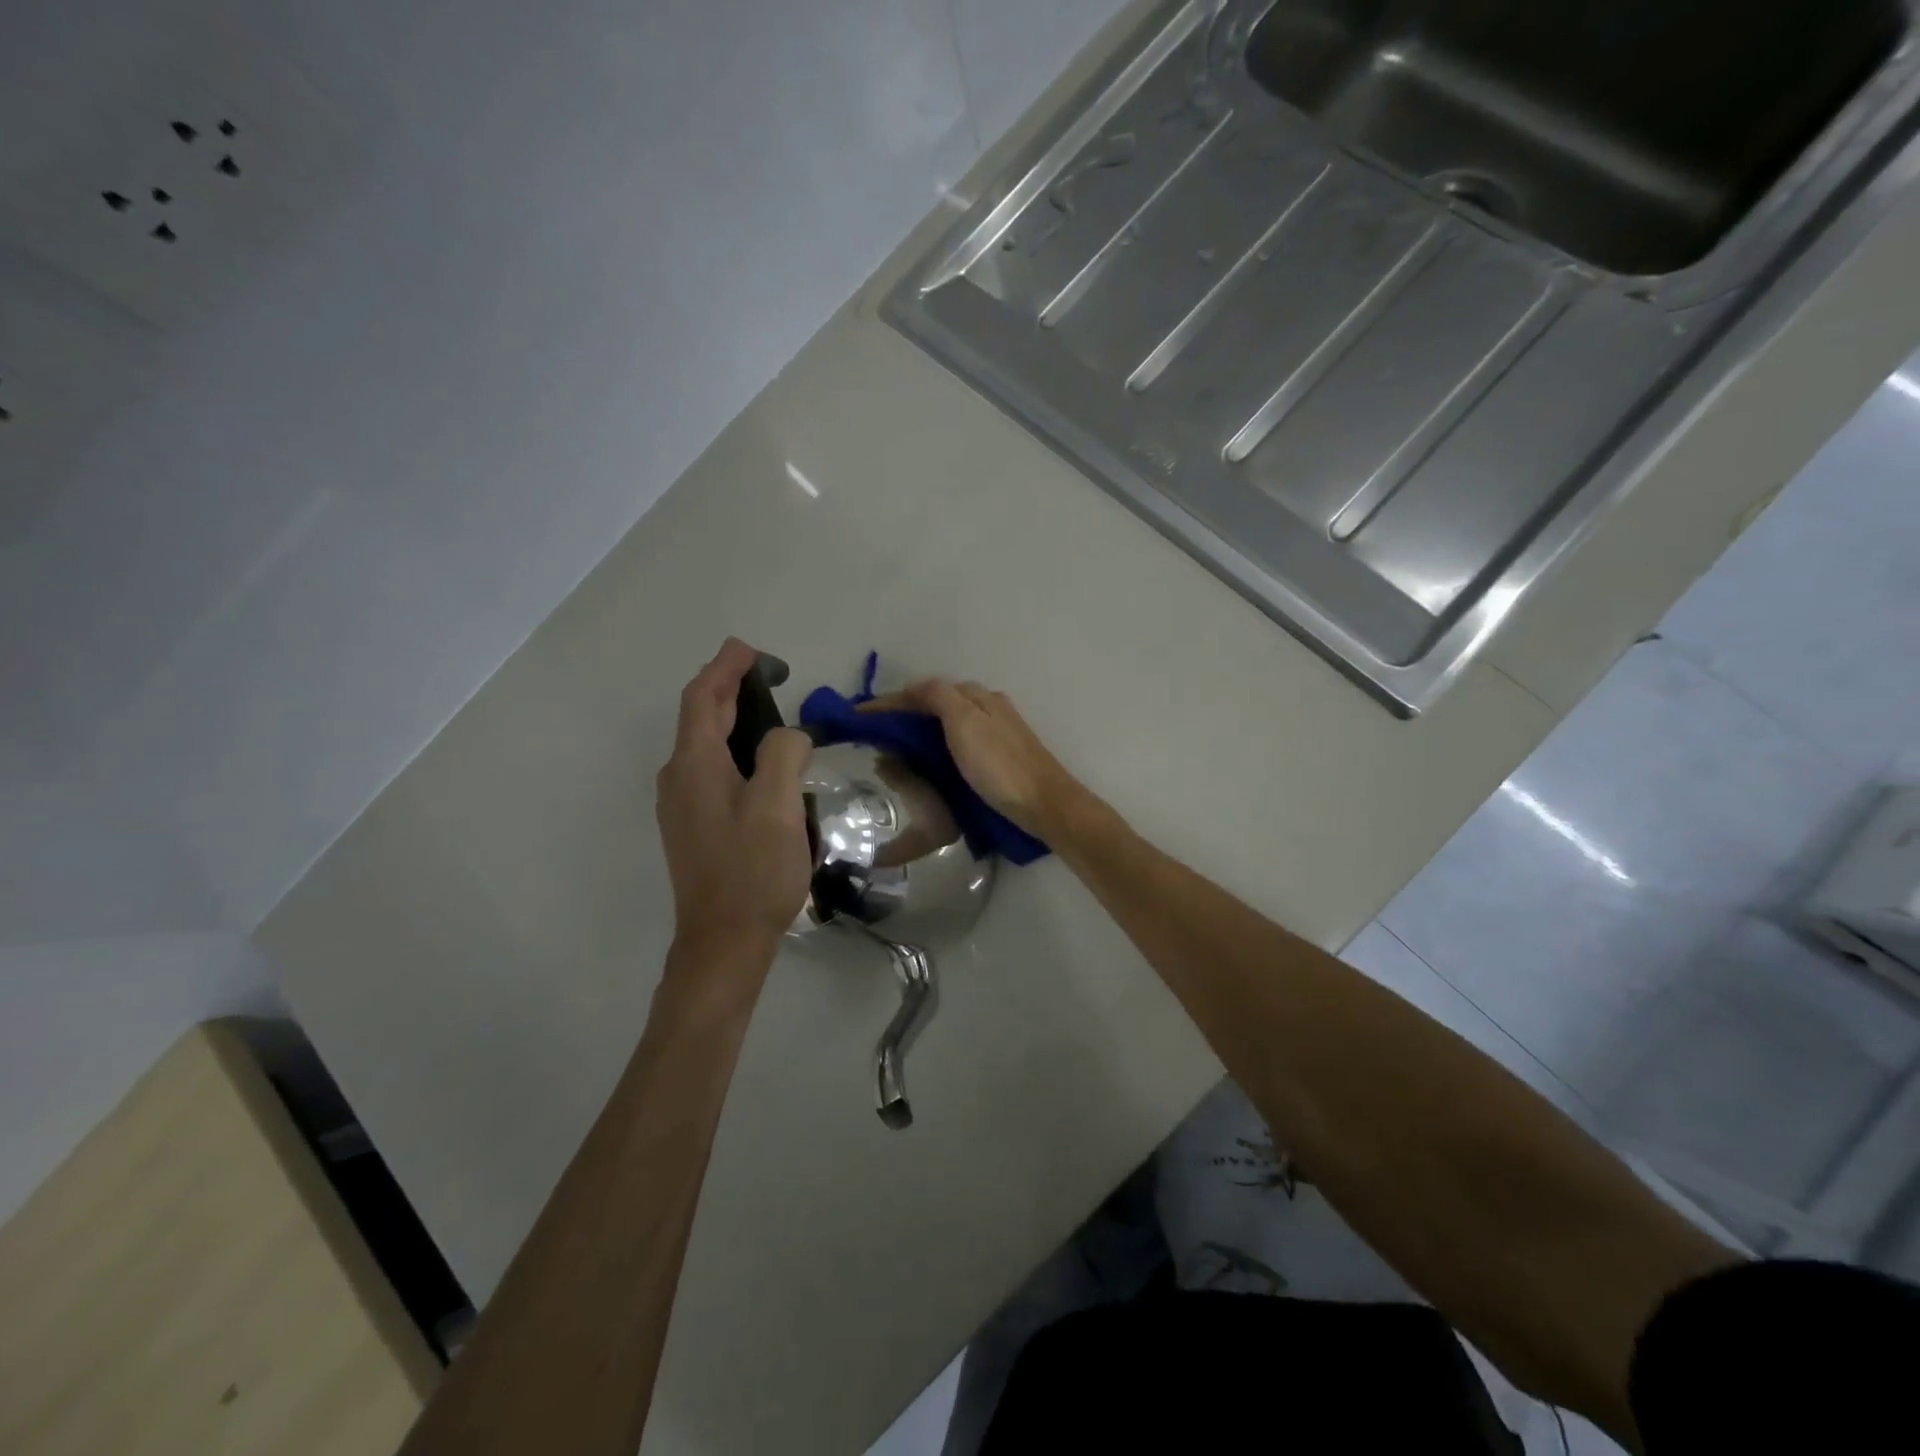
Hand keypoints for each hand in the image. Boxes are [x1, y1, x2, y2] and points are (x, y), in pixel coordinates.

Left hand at [656, 640, 813, 970]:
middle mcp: (678, 778)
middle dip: (729, 689)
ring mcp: (681, 805)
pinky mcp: (693, 826)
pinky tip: (759, 764)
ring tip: (768, 713)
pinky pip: (709, 770)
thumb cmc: (753, 871)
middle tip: (767, 675)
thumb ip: (783, 754)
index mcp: (695, 765)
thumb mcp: (778, 806)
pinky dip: (732, 750)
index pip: (703, 698)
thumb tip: (788, 736)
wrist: (722, 941)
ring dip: (731, 720)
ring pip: (704, 745)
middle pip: (700, 718)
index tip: (749, 649)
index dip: (725, 668)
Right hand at [868, 679, 1087, 841]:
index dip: (891, 701)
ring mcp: (995, 733)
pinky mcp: (999, 758)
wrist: (1044, 805)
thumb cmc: (1000, 765)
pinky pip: (957, 743)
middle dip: (904, 714)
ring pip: (947, 723)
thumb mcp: (965, 722)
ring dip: (919, 731)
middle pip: (937, 703)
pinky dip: (936, 747)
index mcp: (977, 697)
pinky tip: (928, 764)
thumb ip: (938, 698)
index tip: (859, 716)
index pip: (925, 689)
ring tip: (892, 751)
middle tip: (873, 735)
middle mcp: (987, 708)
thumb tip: (913, 688)